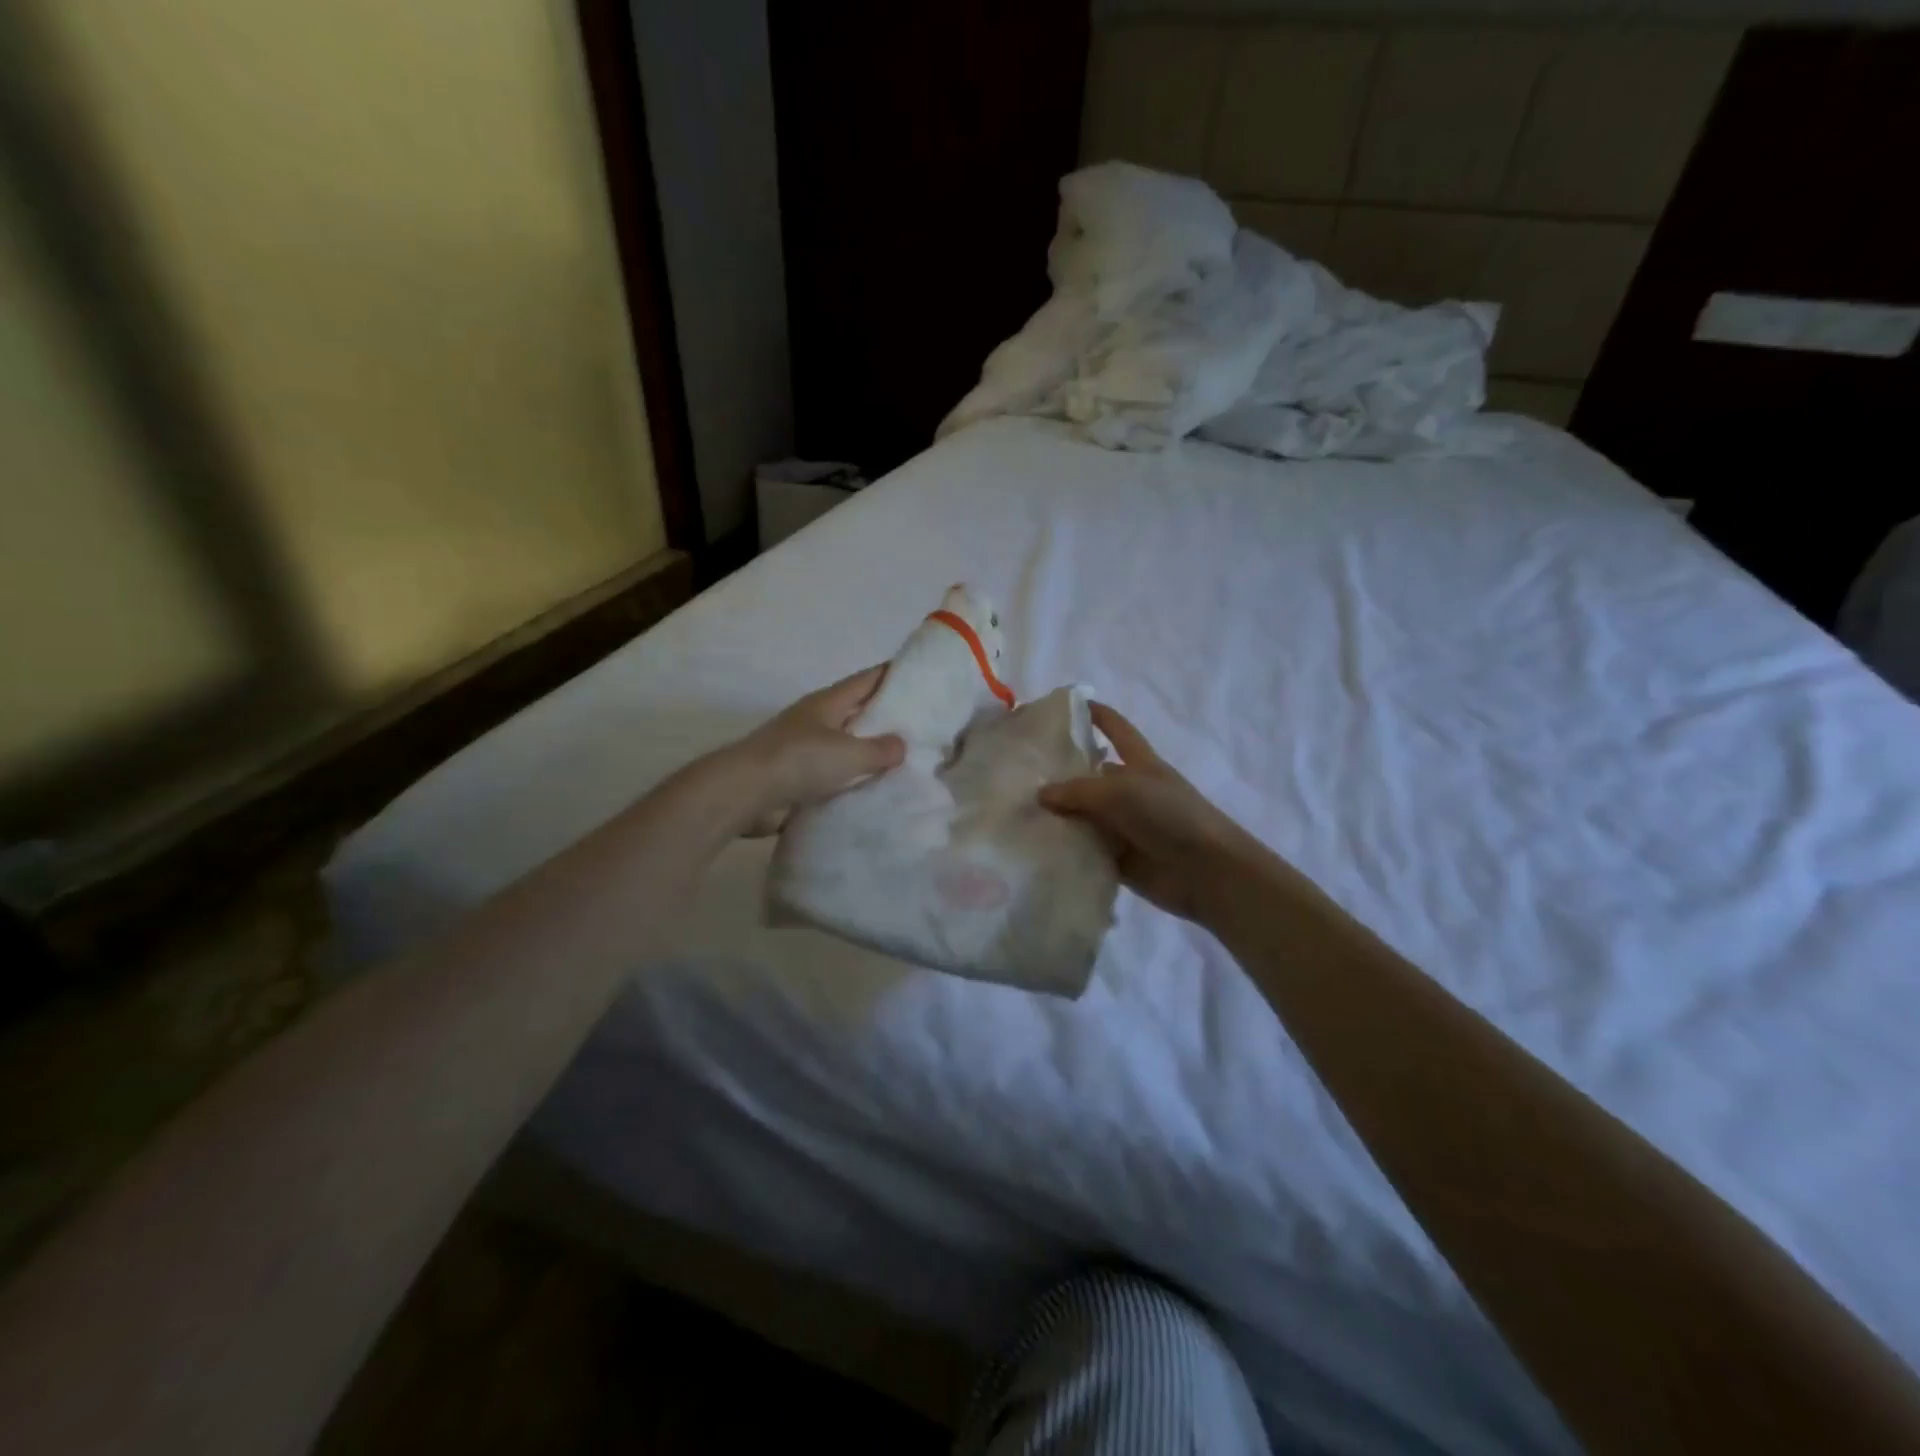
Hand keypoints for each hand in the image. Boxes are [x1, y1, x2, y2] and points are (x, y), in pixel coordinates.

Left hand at [728, 666, 905, 835]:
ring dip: (868, 752)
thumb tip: (901, 745)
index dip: (892, 674)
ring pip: (846, 745)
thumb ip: (880, 749)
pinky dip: (852, 780)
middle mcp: (816, 721)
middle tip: (921, 723)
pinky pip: (834, 776)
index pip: (867, 680)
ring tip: (904, 761)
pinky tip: (875, 790)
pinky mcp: (797, 779)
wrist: (746, 793)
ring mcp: (803, 749)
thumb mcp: (849, 753)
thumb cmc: (800, 760)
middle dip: (886, 715)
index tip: (919, 673)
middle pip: (857, 712)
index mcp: (828, 702)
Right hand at [1038, 704, 1267, 924]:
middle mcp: (1130, 791)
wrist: (1207, 871)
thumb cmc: (1169, 815)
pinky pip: (1085, 849)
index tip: (1066, 703)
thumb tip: (1041, 795)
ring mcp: (1124, 826)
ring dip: (1057, 815)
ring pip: (1083, 815)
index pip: (1117, 728)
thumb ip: (1078, 791)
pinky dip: (1065, 848)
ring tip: (1015, 811)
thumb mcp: (1121, 791)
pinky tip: (1033, 847)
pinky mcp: (1118, 858)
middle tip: (1018, 773)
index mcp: (1140, 763)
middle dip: (1059, 773)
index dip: (1096, 714)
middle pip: (1090, 775)